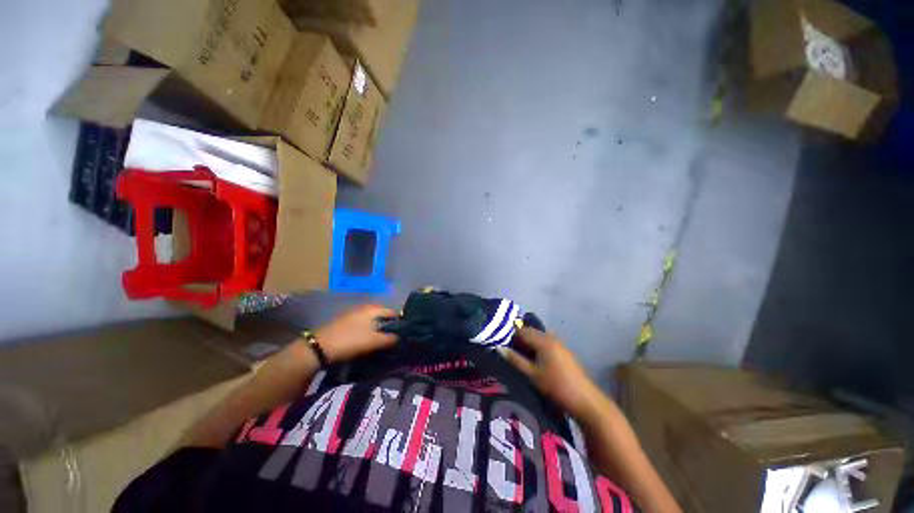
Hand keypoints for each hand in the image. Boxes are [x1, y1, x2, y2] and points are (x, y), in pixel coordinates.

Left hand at [314, 304, 397, 362]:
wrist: (320, 347)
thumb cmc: (351, 340)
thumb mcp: (373, 341)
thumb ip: (390, 339)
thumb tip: (401, 338)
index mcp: (374, 309)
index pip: (393, 312)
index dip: (400, 322)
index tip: (404, 333)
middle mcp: (366, 308)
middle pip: (383, 316)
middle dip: (390, 326)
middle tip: (395, 338)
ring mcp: (355, 314)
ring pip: (374, 320)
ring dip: (380, 329)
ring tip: (384, 341)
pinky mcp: (347, 322)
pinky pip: (365, 324)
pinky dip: (370, 331)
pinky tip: (370, 340)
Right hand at [502, 327, 603, 419]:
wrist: (584, 399)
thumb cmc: (555, 385)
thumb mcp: (531, 374)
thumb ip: (515, 360)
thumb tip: (499, 348)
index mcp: (543, 340)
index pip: (522, 331)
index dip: (511, 336)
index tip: (503, 346)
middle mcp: (551, 337)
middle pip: (531, 332)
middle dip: (520, 339)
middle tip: (511, 351)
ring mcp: (559, 344)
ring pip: (539, 337)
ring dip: (529, 343)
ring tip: (521, 356)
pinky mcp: (564, 351)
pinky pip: (546, 343)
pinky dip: (538, 347)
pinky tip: (535, 359)